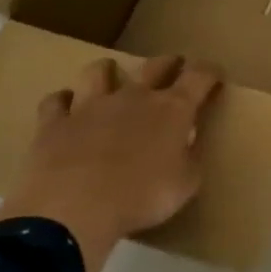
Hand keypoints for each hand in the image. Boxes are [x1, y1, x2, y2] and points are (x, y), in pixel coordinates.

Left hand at [0, 54, 221, 271]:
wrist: (75, 208)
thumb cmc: (142, 197)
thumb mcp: (185, 185)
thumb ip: (190, 159)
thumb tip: (188, 146)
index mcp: (172, 109)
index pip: (199, 76)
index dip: (210, 72)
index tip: (215, 75)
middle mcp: (134, 97)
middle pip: (155, 65)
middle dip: (169, 63)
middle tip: (174, 67)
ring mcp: (91, 106)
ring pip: (99, 72)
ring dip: (108, 71)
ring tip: (111, 77)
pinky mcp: (55, 123)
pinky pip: (56, 102)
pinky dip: (62, 102)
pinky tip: (65, 108)